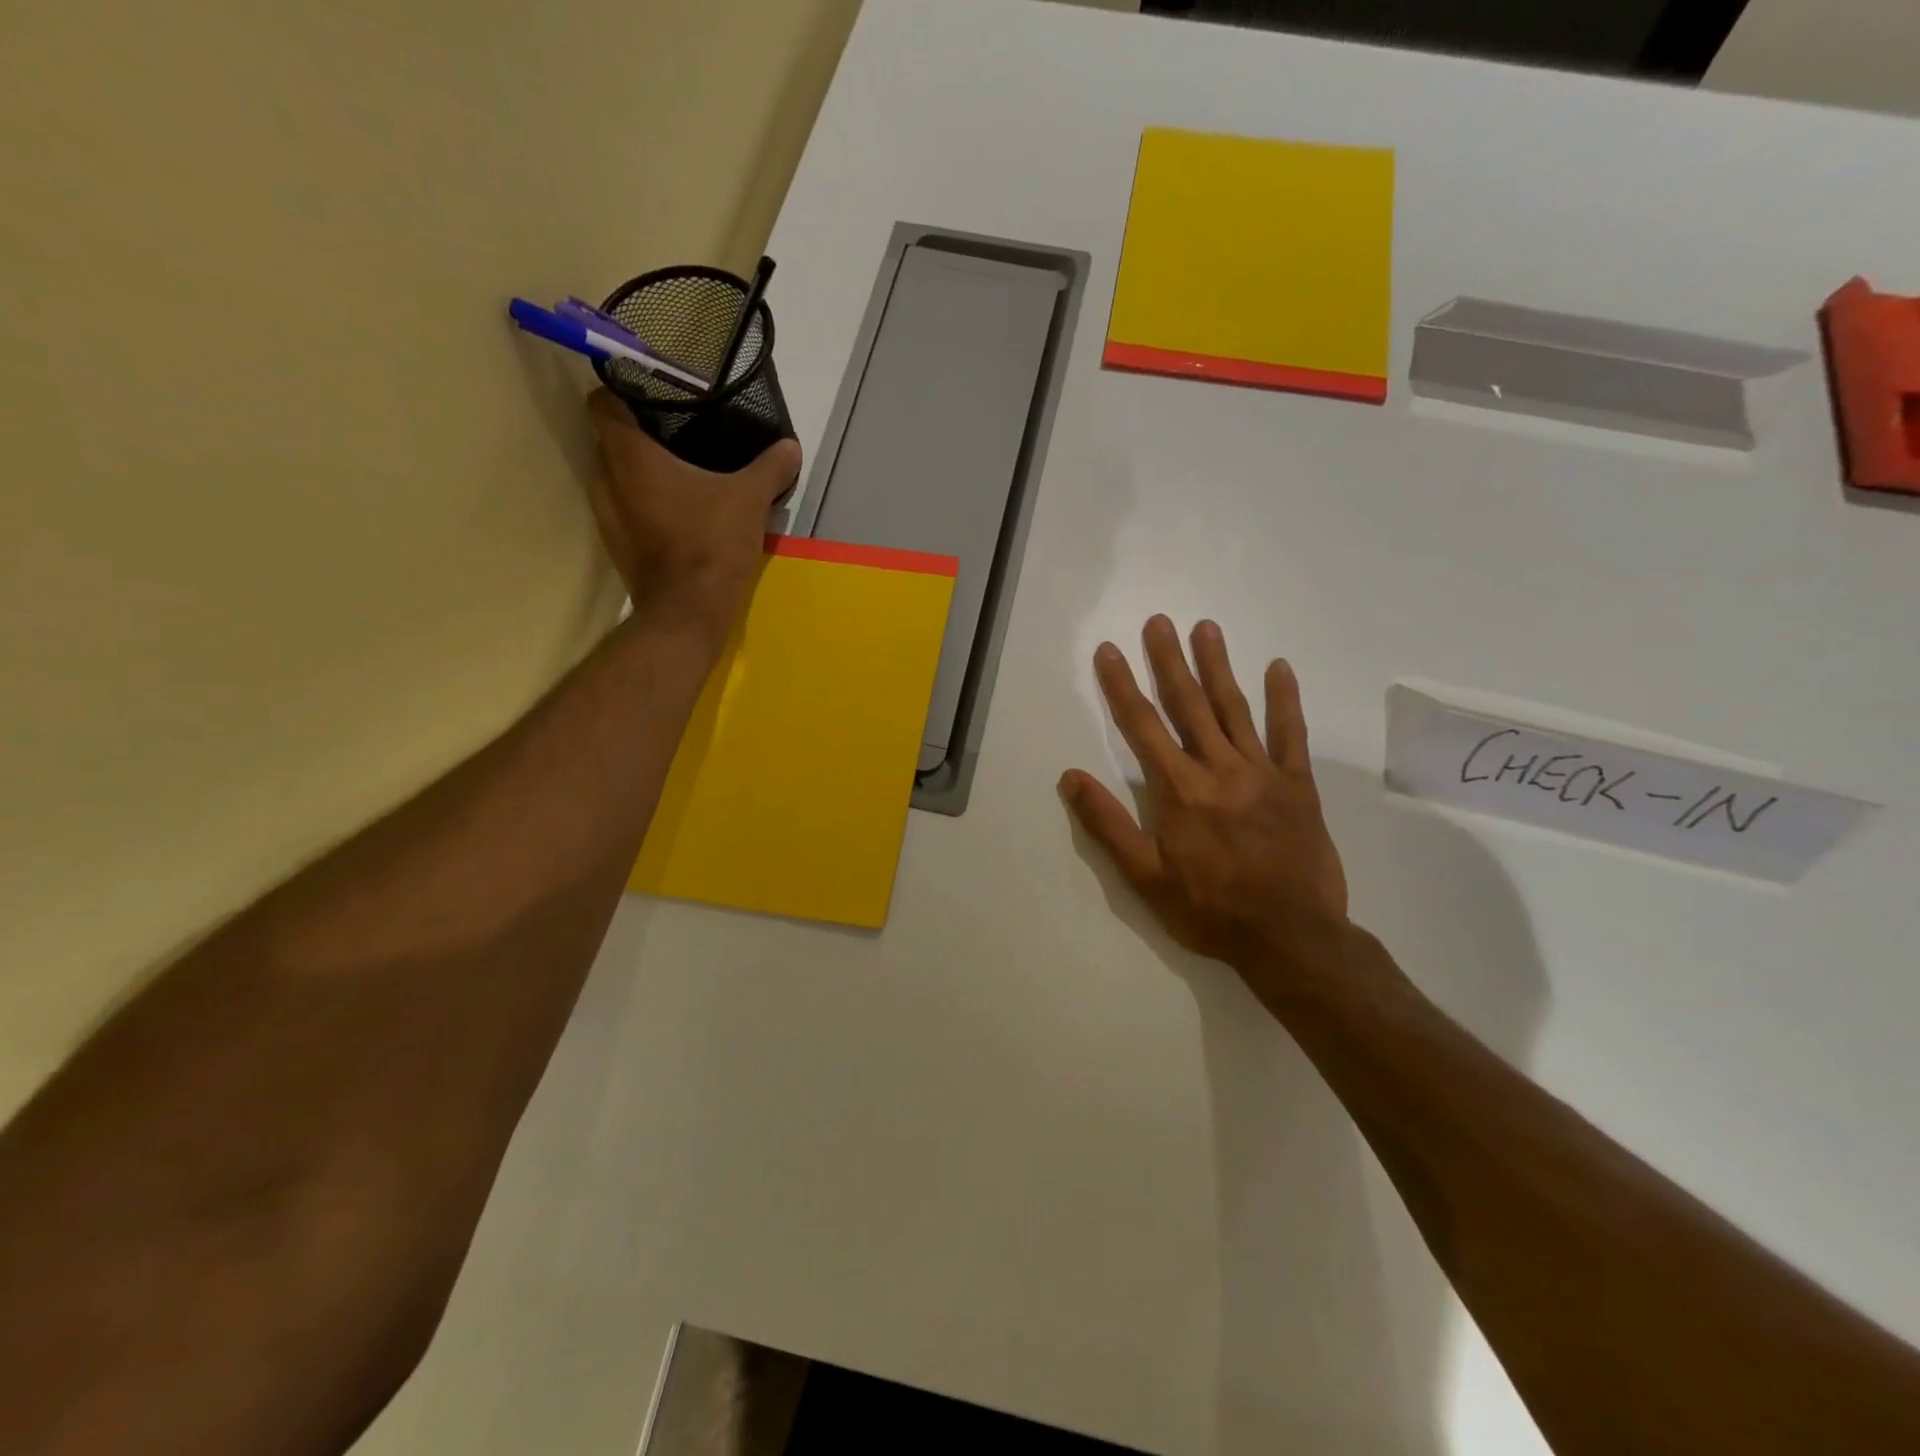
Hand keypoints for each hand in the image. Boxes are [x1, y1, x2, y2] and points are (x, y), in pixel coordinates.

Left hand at [586, 389, 801, 638]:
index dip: (622, 392)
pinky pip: (626, 511)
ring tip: (680, 476)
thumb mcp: (751, 499)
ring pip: (617, 479)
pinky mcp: (618, 547)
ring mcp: (607, 517)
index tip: (651, 395)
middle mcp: (606, 480)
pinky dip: (644, 507)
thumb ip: (771, 468)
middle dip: (638, 435)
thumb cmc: (712, 543)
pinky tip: (678, 514)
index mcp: (630, 455)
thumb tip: (790, 447)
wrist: (689, 612)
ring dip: (640, 475)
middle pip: (610, 441)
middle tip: (677, 435)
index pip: (603, 402)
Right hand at [1060, 616, 1352, 995]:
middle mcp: (1218, 768)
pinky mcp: (1298, 785)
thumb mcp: (1144, 877)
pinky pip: (1291, 735)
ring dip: (1218, 666)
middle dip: (1169, 661)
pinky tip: (1279, 667)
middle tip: (1158, 621)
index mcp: (1178, 789)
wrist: (1291, 937)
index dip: (1122, 685)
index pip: (1141, 726)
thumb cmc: (1210, 909)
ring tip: (1205, 628)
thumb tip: (1070, 777)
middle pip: (1188, 705)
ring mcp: (1262, 773)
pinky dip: (1285, 700)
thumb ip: (1106, 824)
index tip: (1109, 650)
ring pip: (1235, 709)